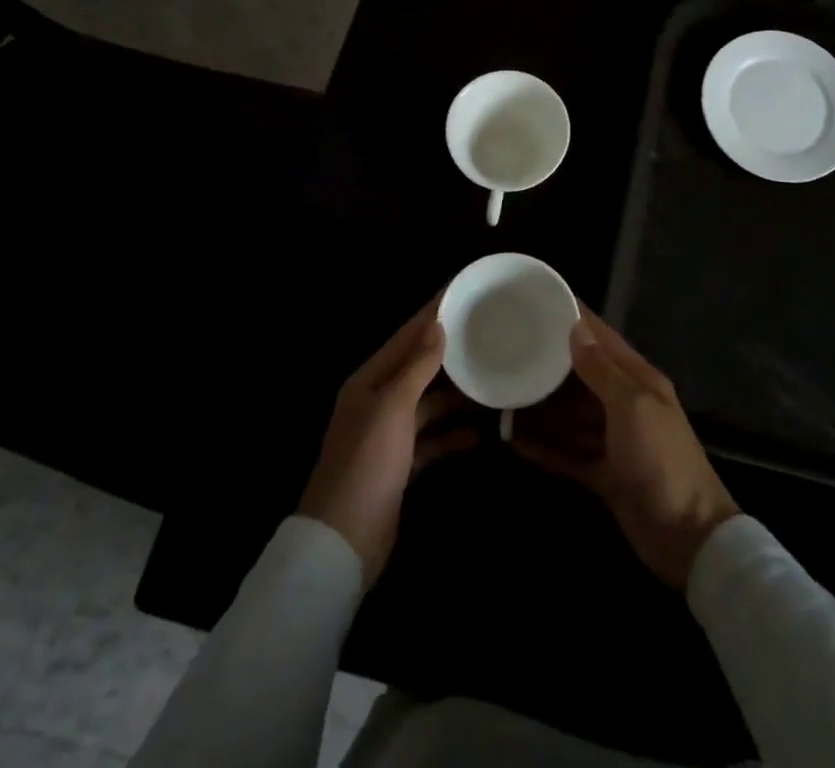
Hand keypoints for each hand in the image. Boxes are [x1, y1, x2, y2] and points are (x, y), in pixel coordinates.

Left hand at [297, 297, 478, 584]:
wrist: (343, 541)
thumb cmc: (367, 462)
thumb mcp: (393, 407)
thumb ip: (417, 366)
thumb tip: (438, 325)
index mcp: (369, 380)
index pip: (406, 337)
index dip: (432, 315)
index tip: (461, 293)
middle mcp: (377, 402)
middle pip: (418, 369)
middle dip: (449, 355)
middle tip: (487, 336)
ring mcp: (388, 436)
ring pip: (428, 405)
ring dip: (456, 398)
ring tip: (492, 384)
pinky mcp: (399, 467)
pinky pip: (431, 441)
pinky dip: (452, 437)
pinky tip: (480, 435)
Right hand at [512, 305, 738, 589]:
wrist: (689, 539)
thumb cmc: (662, 461)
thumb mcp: (632, 407)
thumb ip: (602, 369)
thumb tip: (575, 328)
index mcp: (638, 379)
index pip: (601, 338)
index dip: (573, 320)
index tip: (538, 303)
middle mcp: (625, 404)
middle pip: (580, 377)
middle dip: (548, 367)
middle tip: (508, 353)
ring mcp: (615, 441)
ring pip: (571, 416)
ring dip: (541, 410)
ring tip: (502, 399)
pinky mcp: (605, 475)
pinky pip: (569, 454)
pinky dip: (545, 448)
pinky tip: (515, 442)